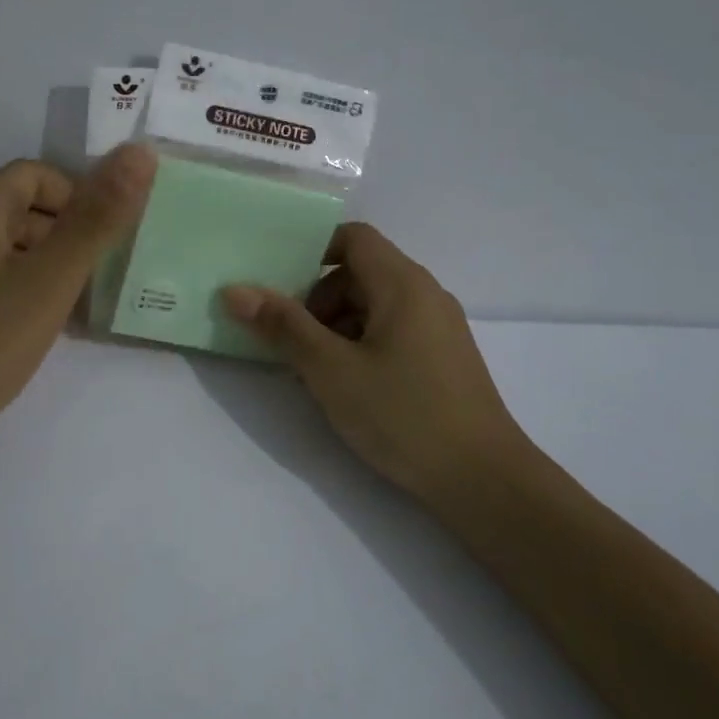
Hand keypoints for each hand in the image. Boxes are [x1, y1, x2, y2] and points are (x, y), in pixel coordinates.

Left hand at [0, 145, 155, 457]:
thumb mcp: (48, 285)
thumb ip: (96, 221)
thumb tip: (139, 152)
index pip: (32, 174)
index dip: (74, 198)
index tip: (97, 244)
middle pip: (7, 212)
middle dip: (54, 240)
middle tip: (82, 289)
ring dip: (23, 271)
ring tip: (48, 319)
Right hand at [222, 223, 526, 502]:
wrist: (483, 480)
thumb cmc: (402, 414)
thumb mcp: (331, 370)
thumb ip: (283, 326)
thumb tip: (235, 290)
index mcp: (402, 283)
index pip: (353, 237)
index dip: (312, 251)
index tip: (279, 285)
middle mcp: (425, 294)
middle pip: (360, 273)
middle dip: (318, 299)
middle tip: (290, 341)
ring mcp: (438, 327)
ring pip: (374, 306)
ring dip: (336, 327)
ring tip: (314, 372)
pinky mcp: (443, 358)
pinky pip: (392, 332)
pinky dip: (361, 345)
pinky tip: (348, 387)